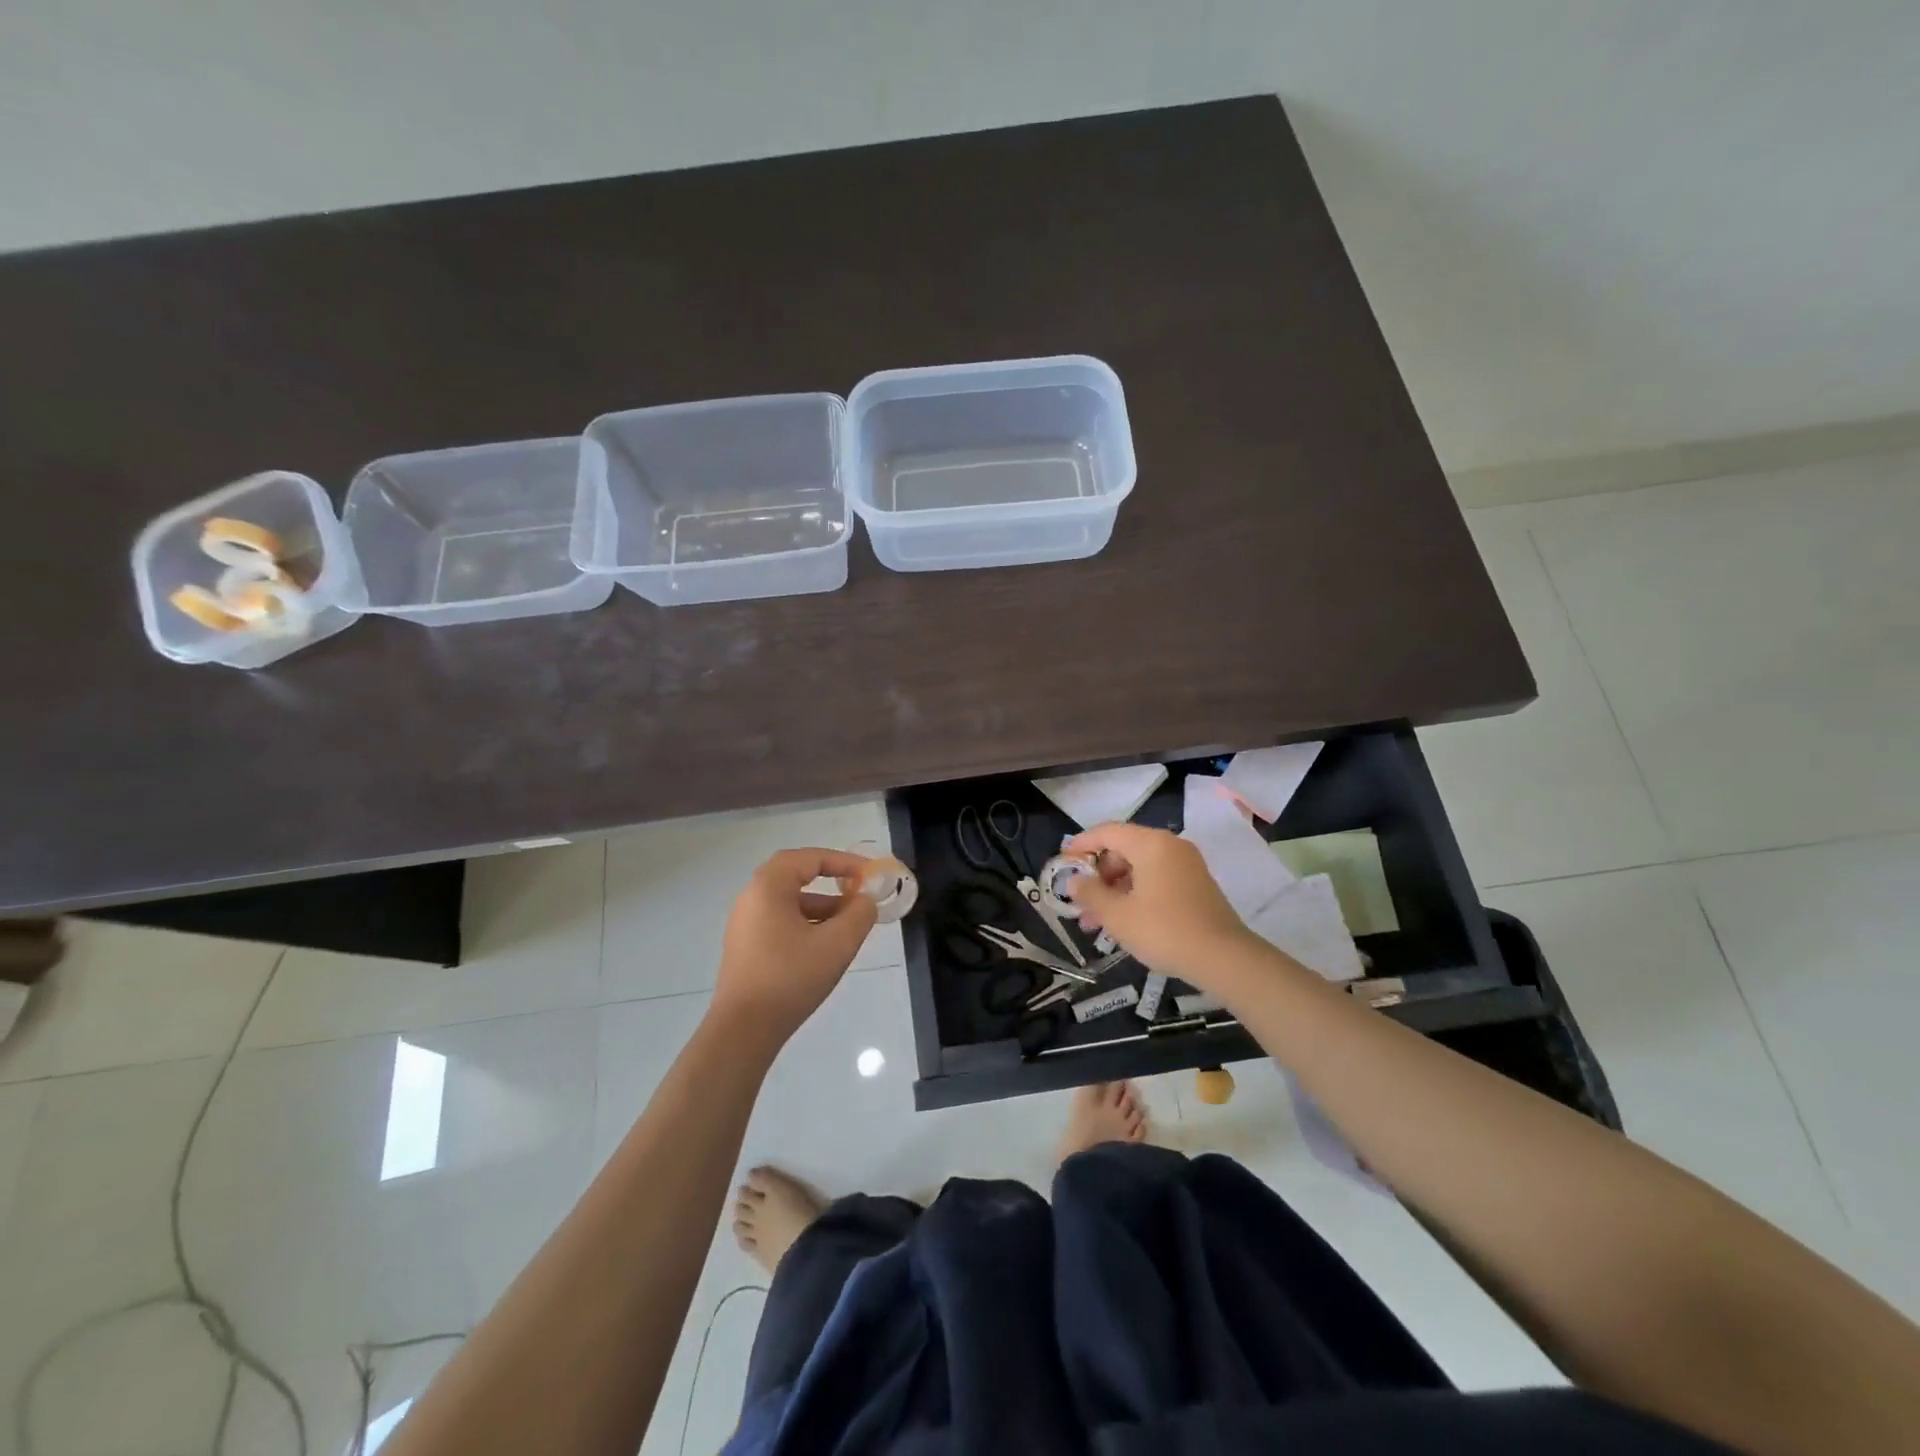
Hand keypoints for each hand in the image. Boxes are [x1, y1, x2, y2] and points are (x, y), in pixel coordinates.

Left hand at [709, 848, 878, 1049]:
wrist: (744, 1030)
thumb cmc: (791, 978)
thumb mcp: (837, 944)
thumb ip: (859, 915)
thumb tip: (865, 901)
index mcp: (768, 887)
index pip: (809, 858)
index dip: (843, 861)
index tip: (869, 874)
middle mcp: (751, 897)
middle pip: (796, 876)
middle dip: (831, 881)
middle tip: (857, 892)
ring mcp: (745, 923)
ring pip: (789, 902)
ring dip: (821, 906)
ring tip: (850, 924)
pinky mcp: (746, 947)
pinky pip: (780, 921)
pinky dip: (806, 923)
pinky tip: (825, 946)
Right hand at [1063, 822, 1253, 985]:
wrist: (1224, 959)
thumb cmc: (1164, 930)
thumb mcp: (1118, 915)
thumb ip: (1091, 893)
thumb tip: (1074, 881)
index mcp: (1151, 844)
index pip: (1107, 832)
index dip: (1081, 845)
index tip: (1062, 863)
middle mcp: (1170, 846)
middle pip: (1123, 849)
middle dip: (1098, 876)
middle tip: (1080, 902)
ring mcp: (1186, 865)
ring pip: (1139, 868)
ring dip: (1114, 890)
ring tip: (1095, 922)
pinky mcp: (1195, 884)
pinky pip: (1156, 879)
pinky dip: (1135, 894)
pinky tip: (1123, 922)